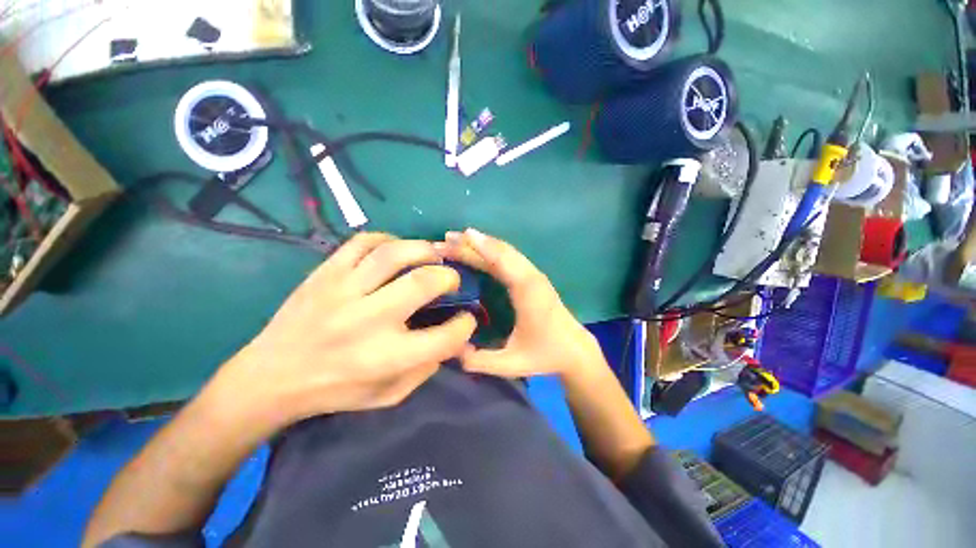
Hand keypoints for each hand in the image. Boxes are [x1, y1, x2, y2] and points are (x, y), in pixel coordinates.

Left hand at [215, 233, 476, 428]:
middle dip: (449, 277)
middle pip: (424, 283)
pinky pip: (361, 243)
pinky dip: (385, 239)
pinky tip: (392, 248)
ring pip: (393, 253)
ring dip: (422, 249)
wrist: (277, 373)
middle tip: (450, 280)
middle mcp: (369, 320)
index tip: (465, 319)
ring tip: (431, 255)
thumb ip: (420, 373)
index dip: (465, 325)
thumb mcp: (384, 397)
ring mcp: (344, 291)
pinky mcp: (325, 272)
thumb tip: (446, 342)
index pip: (445, 336)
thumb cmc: (333, 391)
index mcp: (387, 358)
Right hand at [435, 228, 603, 378]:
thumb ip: (481, 361)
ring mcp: (534, 276)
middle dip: (472, 244)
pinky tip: (473, 250)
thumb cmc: (544, 356)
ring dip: (479, 244)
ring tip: (452, 240)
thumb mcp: (511, 364)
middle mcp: (532, 278)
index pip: (503, 263)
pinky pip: (509, 258)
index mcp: (528, 293)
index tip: (460, 236)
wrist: (575, 351)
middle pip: (501, 252)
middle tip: (443, 239)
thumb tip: (452, 350)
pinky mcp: (533, 279)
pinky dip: (489, 250)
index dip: (482, 248)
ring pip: (505, 252)